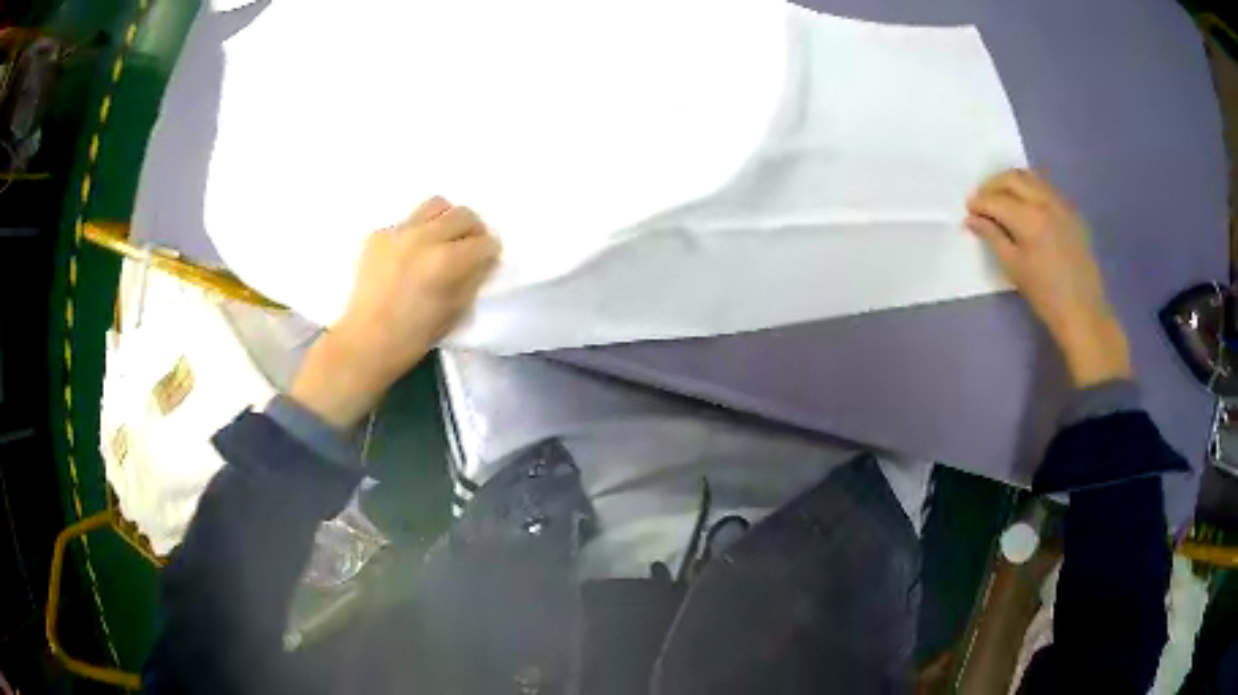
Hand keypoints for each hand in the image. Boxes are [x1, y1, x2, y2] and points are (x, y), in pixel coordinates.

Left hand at [290, 197, 500, 428]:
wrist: (364, 342)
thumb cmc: (413, 337)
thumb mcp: (455, 312)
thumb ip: (472, 279)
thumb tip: (481, 260)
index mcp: (446, 261)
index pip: (484, 242)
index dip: (490, 252)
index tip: (487, 260)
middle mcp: (424, 237)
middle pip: (463, 215)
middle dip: (473, 230)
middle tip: (469, 247)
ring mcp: (398, 232)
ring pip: (435, 205)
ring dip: (446, 220)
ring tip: (441, 240)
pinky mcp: (378, 235)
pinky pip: (406, 222)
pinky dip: (415, 233)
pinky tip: (408, 256)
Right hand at [965, 169, 1130, 386]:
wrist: (1083, 311)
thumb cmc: (1045, 295)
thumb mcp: (1014, 268)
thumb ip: (992, 237)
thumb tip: (972, 219)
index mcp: (1029, 219)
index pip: (996, 199)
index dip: (979, 203)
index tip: (969, 210)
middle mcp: (1045, 202)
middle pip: (1012, 178)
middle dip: (993, 185)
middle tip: (982, 200)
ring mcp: (1061, 204)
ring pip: (1030, 177)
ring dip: (1012, 182)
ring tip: (1002, 198)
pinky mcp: (1071, 211)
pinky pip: (1046, 187)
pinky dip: (1030, 188)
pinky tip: (1025, 205)